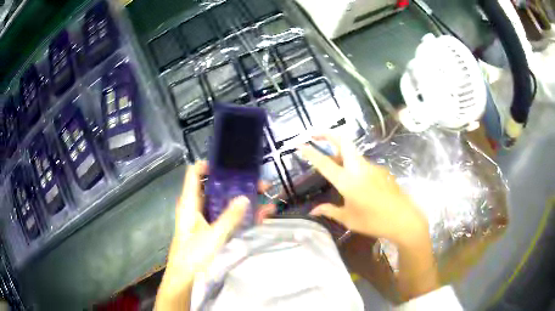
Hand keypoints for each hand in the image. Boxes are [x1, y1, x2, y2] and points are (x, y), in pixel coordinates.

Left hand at [155, 161, 273, 309]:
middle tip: (260, 182)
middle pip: (216, 188)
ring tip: (267, 195)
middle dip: (238, 184)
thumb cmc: (193, 256)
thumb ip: (229, 218)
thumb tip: (245, 197)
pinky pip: (230, 219)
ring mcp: (207, 221)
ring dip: (245, 200)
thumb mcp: (213, 236)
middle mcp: (198, 208)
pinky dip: (244, 216)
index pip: (194, 174)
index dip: (209, 165)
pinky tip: (263, 215)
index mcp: (190, 204)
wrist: (186, 280)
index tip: (230, 163)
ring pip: (226, 204)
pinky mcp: (214, 232)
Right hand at [299, 135, 428, 246]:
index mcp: (348, 181)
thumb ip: (329, 211)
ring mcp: (372, 167)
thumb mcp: (348, 219)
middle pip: (343, 141)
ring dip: (340, 151)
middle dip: (328, 134)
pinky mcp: (381, 170)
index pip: (324, 163)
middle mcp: (359, 168)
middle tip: (315, 134)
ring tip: (332, 162)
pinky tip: (354, 181)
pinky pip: (362, 163)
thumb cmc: (374, 222)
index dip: (310, 152)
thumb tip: (313, 211)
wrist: (403, 219)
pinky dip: (352, 164)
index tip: (299, 144)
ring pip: (353, 152)